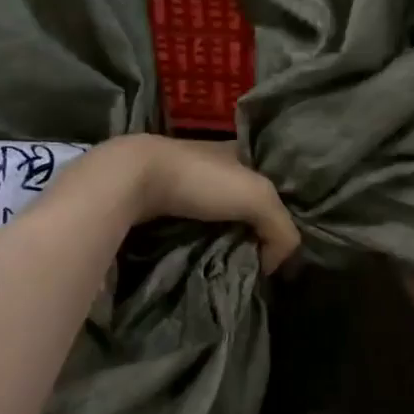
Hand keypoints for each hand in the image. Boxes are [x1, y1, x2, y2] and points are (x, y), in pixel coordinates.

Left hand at [94, 135, 301, 272]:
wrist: (131, 179)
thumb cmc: (200, 180)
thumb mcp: (258, 198)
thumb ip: (281, 229)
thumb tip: (272, 264)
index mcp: (239, 150)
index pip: (271, 179)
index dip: (280, 206)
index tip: (281, 240)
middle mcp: (213, 161)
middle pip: (243, 199)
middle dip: (251, 226)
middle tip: (258, 258)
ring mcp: (183, 179)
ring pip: (216, 214)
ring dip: (223, 237)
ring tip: (231, 263)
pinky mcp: (159, 200)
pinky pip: (190, 224)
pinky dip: (198, 240)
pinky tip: (203, 256)